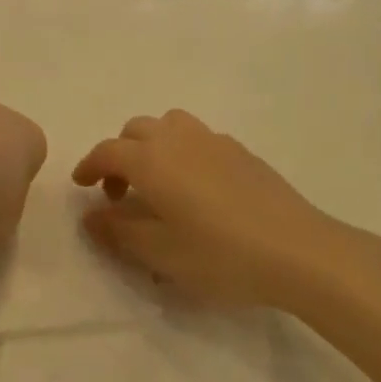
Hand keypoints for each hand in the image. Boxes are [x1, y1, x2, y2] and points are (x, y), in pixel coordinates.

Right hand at [73, 110, 350, 307]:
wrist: (299, 251)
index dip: (89, 166)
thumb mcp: (159, 253)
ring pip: (170, 125)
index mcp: (152, 160)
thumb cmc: (220, 255)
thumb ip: (118, 231)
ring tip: (158, 183)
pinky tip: (197, 189)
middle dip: (120, 155)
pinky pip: (199, 139)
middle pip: (136, 130)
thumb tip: (91, 215)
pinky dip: (182, 152)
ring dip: (152, 146)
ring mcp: (215, 141)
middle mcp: (179, 139)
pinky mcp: (243, 152)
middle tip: (120, 193)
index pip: (108, 151)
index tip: (81, 186)